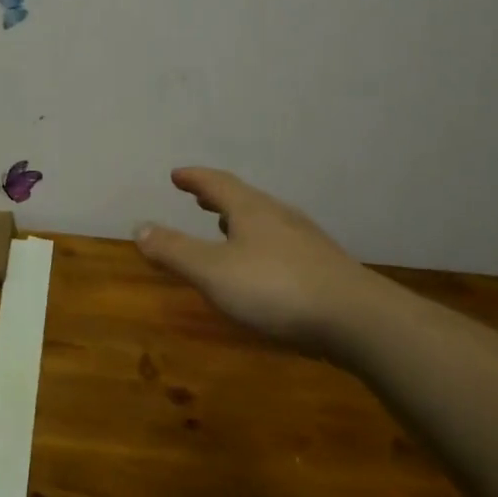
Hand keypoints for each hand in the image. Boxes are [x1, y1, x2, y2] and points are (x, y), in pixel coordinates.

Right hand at [135, 168, 394, 358]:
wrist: (358, 321)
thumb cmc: (276, 289)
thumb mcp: (213, 272)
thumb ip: (175, 251)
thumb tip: (139, 227)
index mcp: (251, 211)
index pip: (217, 184)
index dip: (195, 178)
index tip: (177, 175)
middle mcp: (280, 218)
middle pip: (245, 200)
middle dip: (218, 198)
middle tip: (199, 198)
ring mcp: (307, 243)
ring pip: (266, 223)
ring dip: (240, 222)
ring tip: (225, 228)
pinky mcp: (324, 270)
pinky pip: (282, 246)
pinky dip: (260, 246)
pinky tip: (262, 268)